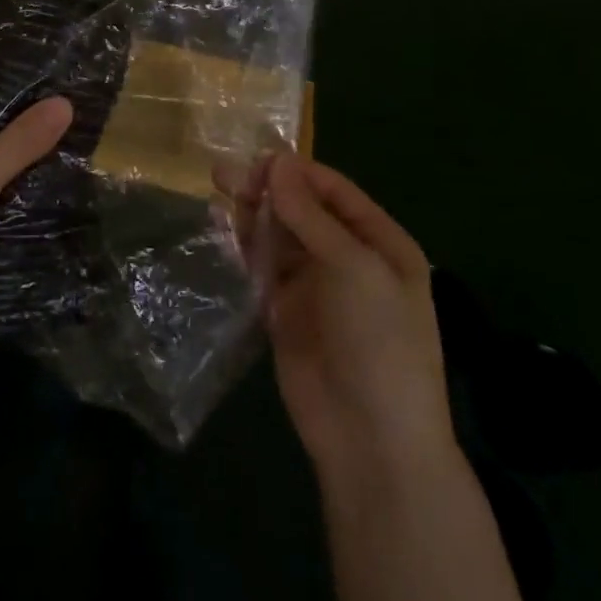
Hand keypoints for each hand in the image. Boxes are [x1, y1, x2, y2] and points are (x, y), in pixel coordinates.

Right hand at [240, 154, 454, 479]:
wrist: (372, 439)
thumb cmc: (378, 341)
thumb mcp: (353, 268)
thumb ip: (310, 215)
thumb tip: (276, 162)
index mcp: (380, 242)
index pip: (333, 191)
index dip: (295, 172)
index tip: (255, 160)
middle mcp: (348, 258)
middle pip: (302, 210)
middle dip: (268, 190)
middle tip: (225, 176)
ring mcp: (315, 287)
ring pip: (279, 236)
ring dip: (253, 214)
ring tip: (220, 192)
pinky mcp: (285, 312)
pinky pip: (262, 268)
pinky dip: (244, 247)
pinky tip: (222, 229)